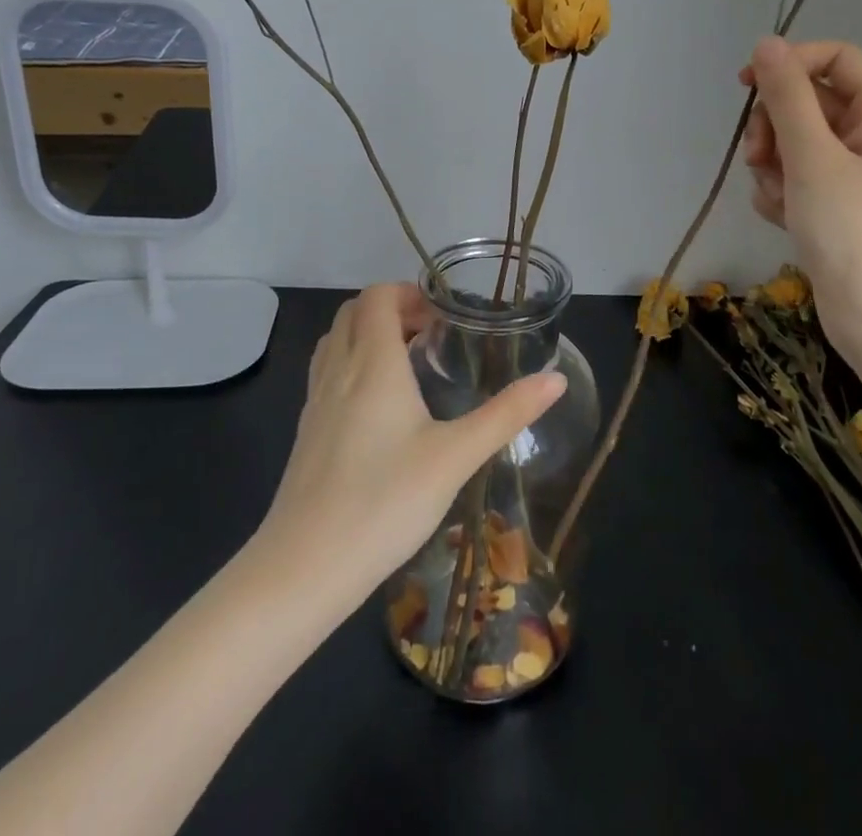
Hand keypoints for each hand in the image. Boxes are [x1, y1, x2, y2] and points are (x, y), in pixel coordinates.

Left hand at [259, 284, 566, 598]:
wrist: (304, 567)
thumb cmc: (385, 501)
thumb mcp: (456, 456)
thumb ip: (506, 414)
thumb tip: (556, 380)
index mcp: (373, 362)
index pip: (378, 295)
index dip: (409, 293)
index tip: (443, 317)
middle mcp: (338, 369)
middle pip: (354, 311)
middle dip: (392, 309)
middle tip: (431, 335)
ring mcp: (315, 399)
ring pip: (336, 340)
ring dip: (369, 334)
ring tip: (408, 363)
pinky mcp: (305, 430)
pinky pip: (327, 371)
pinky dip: (352, 363)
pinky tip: (379, 407)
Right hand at [740, 37, 861, 347]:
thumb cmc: (854, 232)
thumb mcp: (813, 157)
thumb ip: (786, 96)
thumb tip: (766, 43)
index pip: (835, 58)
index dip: (790, 63)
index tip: (746, 86)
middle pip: (808, 101)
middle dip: (774, 126)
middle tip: (759, 156)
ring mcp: (855, 172)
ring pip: (794, 141)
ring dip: (772, 163)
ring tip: (779, 198)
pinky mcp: (837, 204)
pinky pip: (796, 176)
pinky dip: (781, 191)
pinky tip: (782, 217)